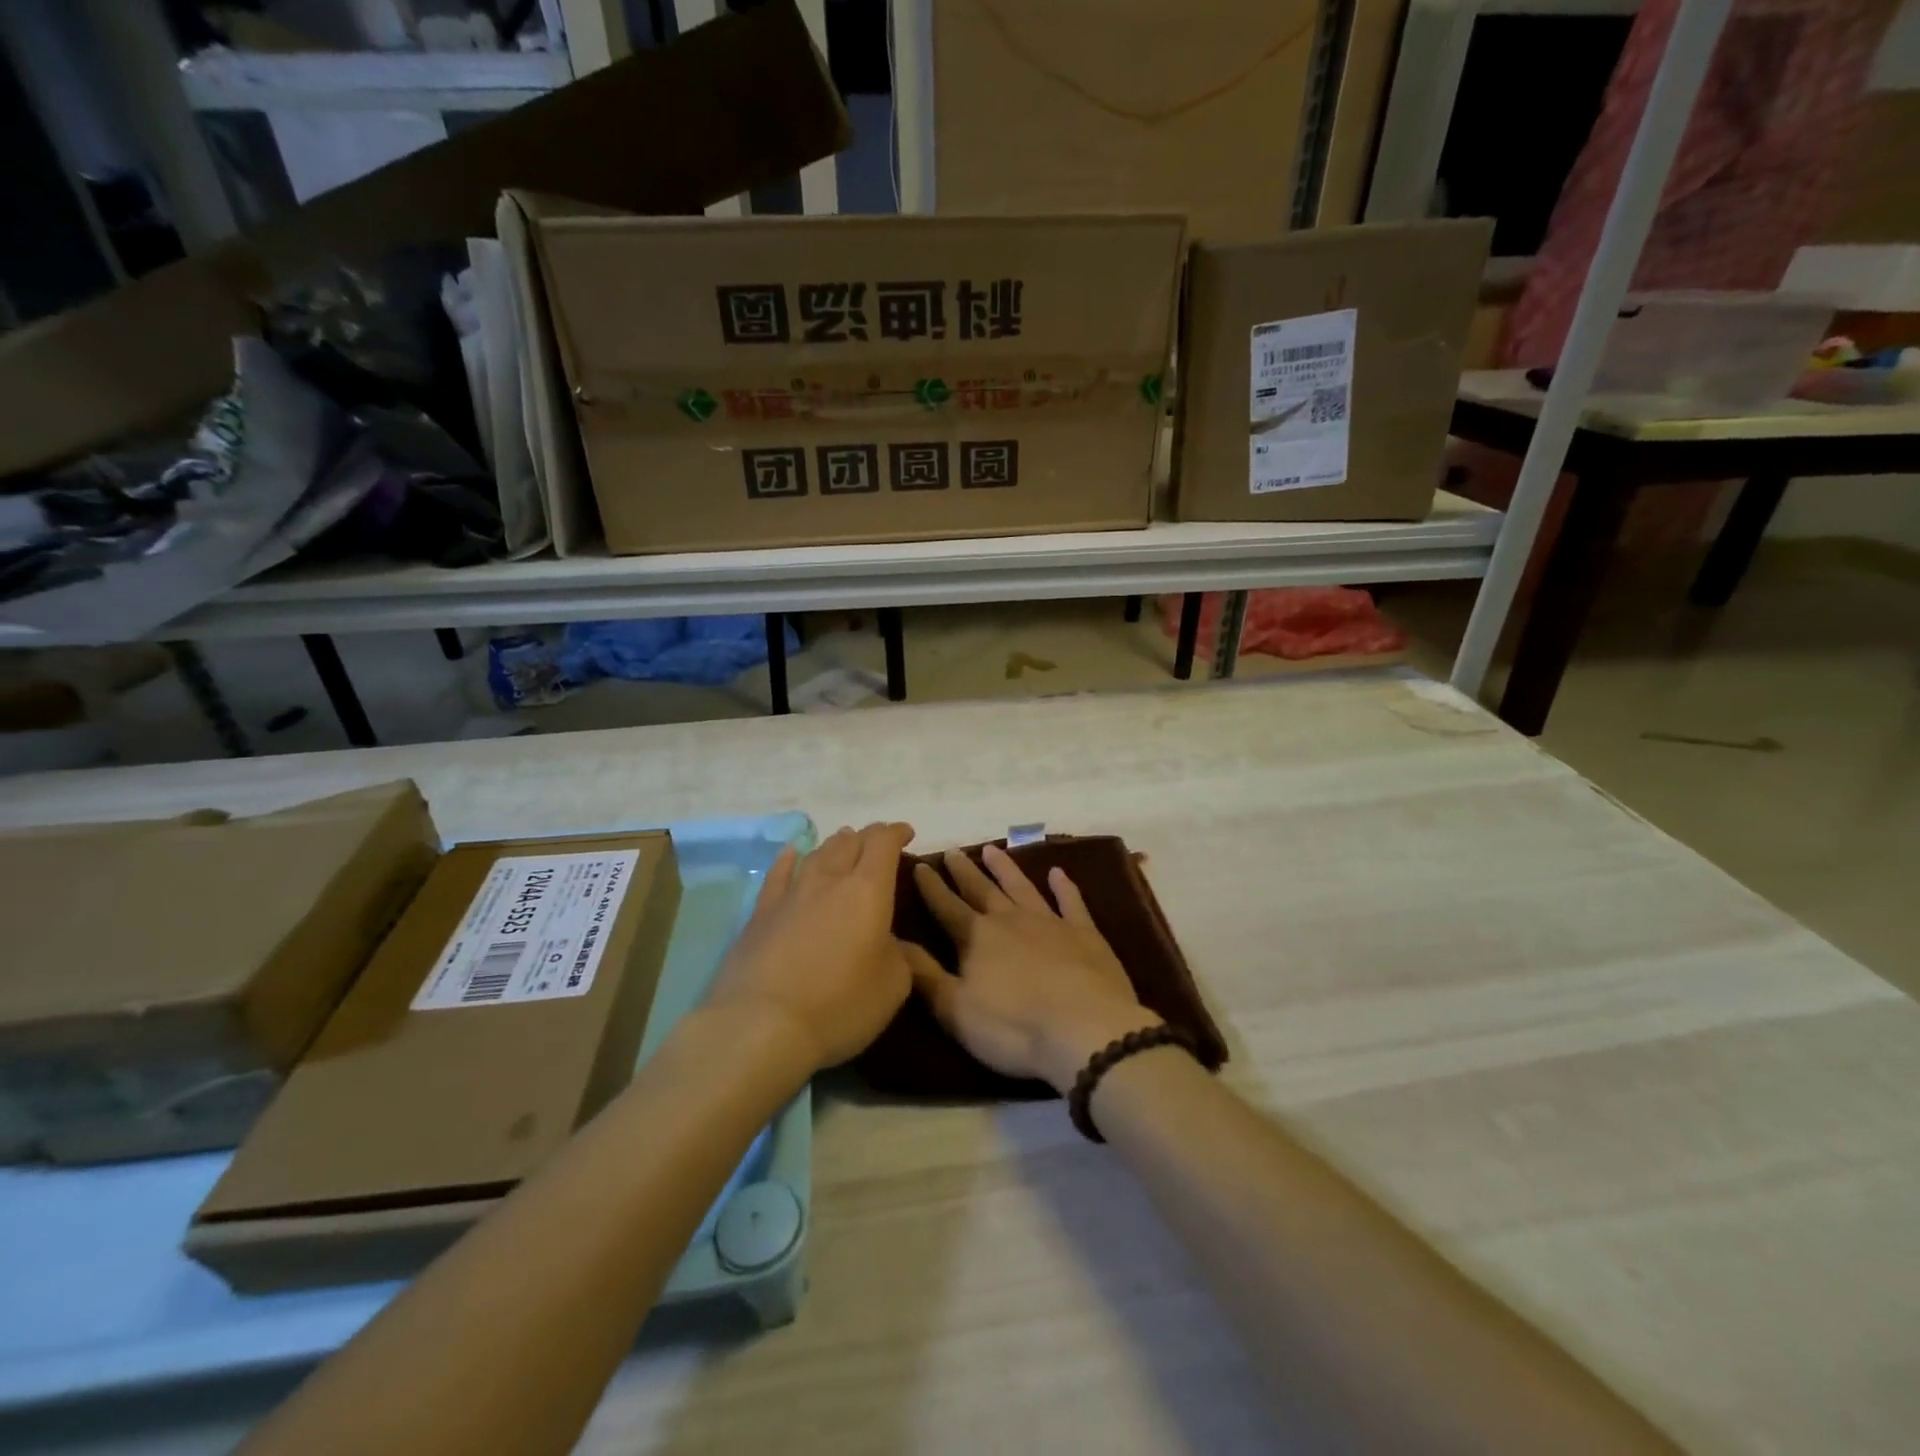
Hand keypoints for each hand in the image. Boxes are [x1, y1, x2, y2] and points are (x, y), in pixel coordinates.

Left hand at [706, 822, 917, 1072]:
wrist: (763, 1024)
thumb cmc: (840, 1004)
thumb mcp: (893, 986)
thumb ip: (901, 957)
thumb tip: (894, 944)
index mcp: (868, 891)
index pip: (883, 844)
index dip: (896, 833)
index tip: (906, 834)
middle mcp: (829, 880)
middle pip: (850, 842)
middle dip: (868, 837)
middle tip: (878, 842)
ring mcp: (791, 894)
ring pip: (817, 854)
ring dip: (835, 844)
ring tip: (844, 841)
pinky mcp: (760, 914)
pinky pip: (778, 874)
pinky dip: (789, 859)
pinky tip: (791, 853)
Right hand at [905, 844, 1161, 1093]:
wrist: (1086, 1030)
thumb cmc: (1014, 1027)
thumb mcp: (955, 1009)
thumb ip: (924, 974)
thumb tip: (894, 941)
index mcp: (976, 938)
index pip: (946, 906)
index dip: (931, 887)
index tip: (919, 865)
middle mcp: (1010, 920)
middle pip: (982, 889)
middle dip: (964, 871)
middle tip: (953, 851)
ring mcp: (1050, 922)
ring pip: (1021, 887)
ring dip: (1005, 868)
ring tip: (991, 849)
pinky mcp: (1085, 933)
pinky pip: (1071, 902)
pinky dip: (1064, 886)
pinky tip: (1058, 873)